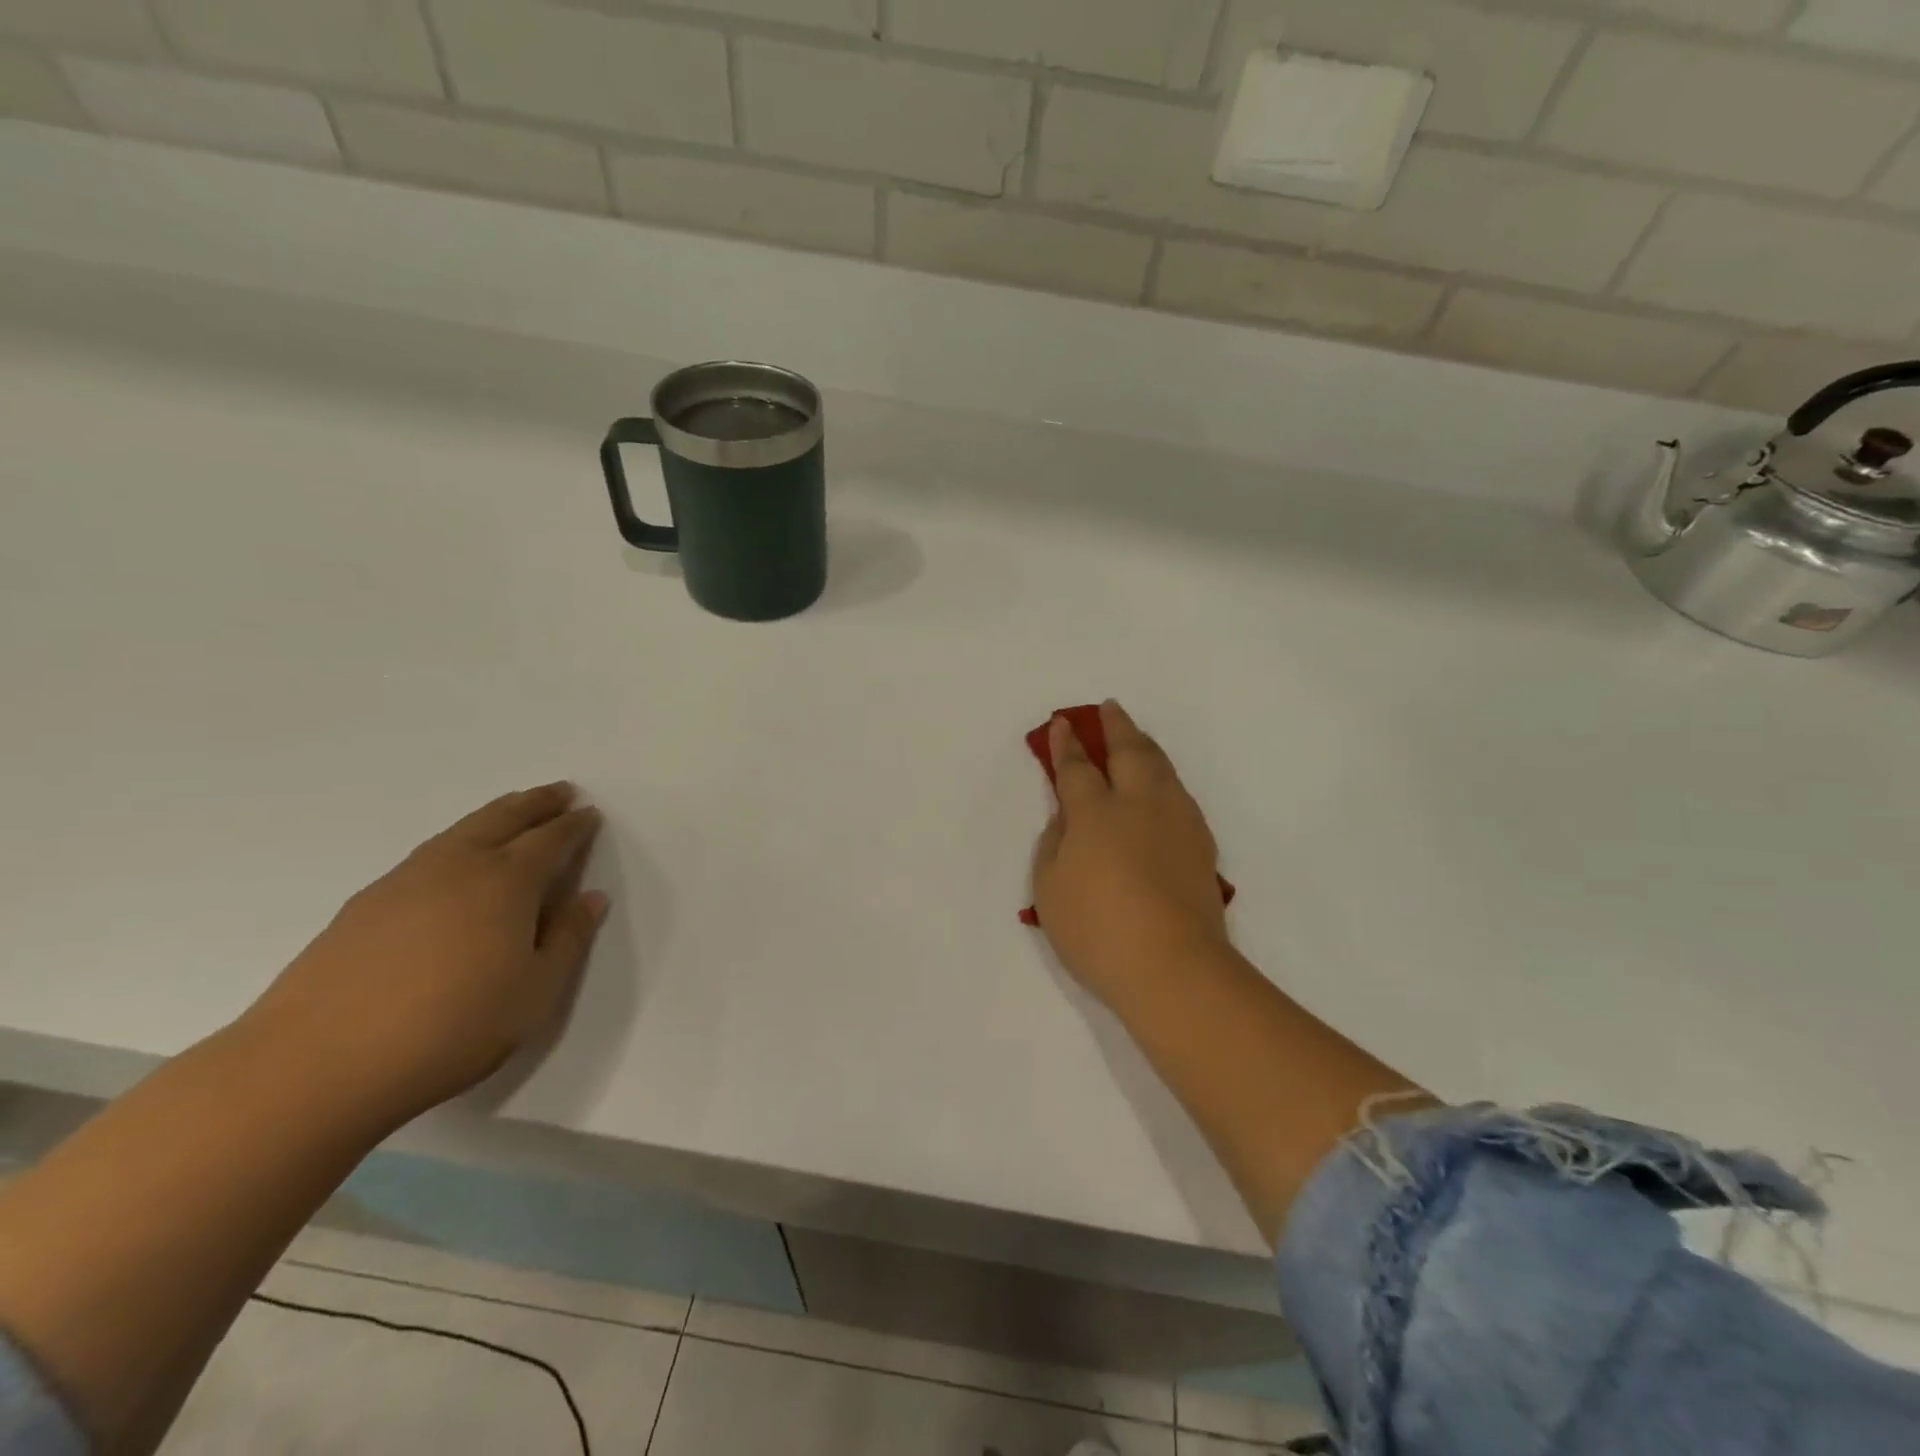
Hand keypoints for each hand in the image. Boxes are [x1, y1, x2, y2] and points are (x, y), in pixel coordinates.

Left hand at [242, 782, 607, 1123]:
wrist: (316, 1065)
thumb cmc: (452, 1028)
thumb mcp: (535, 991)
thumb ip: (568, 938)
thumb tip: (590, 898)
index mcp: (507, 882)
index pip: (551, 840)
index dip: (575, 826)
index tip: (590, 813)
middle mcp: (458, 866)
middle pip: (504, 818)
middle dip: (537, 802)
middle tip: (560, 791)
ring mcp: (405, 881)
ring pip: (461, 830)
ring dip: (496, 815)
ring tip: (513, 812)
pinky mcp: (365, 905)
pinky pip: (429, 853)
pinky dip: (457, 841)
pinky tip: (454, 863)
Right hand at [1032, 701, 1228, 1005]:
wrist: (1174, 967)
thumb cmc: (1098, 930)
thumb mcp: (1050, 890)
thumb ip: (1053, 846)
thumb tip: (1067, 819)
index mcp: (1096, 813)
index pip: (1077, 768)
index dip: (1066, 745)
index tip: (1062, 724)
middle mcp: (1139, 805)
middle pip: (1129, 752)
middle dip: (1116, 726)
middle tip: (1108, 708)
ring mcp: (1176, 822)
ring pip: (1162, 767)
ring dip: (1145, 746)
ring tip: (1137, 737)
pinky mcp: (1201, 844)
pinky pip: (1180, 794)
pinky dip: (1165, 778)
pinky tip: (1162, 787)